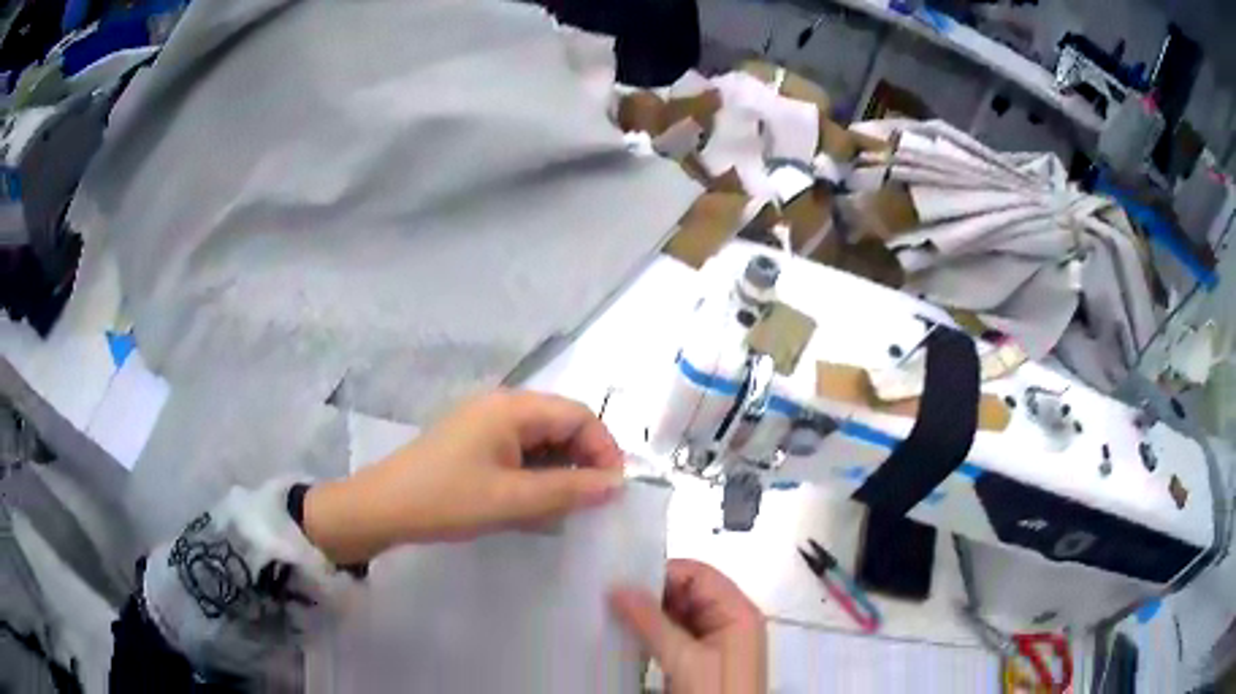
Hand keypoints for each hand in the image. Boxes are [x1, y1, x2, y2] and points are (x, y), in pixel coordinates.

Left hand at [303, 390, 625, 563]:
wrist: (382, 508)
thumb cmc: (447, 500)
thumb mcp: (512, 499)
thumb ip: (569, 491)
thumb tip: (617, 485)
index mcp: (512, 408)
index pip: (579, 415)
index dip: (604, 450)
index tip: (612, 491)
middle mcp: (501, 406)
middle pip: (561, 425)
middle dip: (582, 463)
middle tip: (588, 505)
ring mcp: (485, 424)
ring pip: (541, 443)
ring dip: (559, 474)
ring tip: (562, 511)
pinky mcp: (474, 444)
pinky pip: (519, 454)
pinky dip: (534, 477)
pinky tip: (533, 507)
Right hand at [610, 559, 766, 693]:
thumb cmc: (714, 692)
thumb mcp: (684, 658)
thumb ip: (652, 622)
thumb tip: (617, 587)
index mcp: (737, 611)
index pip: (698, 574)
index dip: (661, 574)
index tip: (621, 582)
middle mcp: (730, 620)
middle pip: (687, 592)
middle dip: (651, 595)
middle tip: (609, 600)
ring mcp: (715, 641)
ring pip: (677, 615)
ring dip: (648, 616)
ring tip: (612, 615)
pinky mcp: (701, 660)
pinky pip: (675, 635)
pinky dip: (652, 634)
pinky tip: (627, 638)